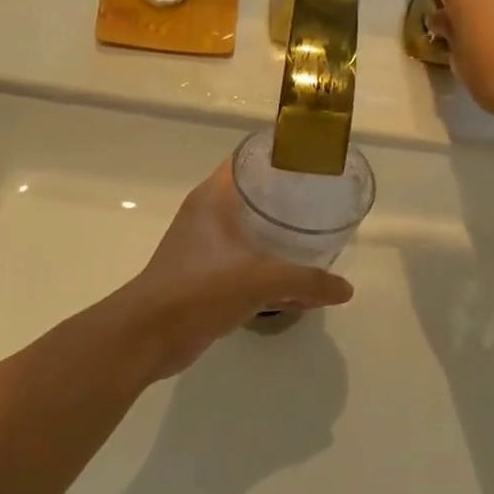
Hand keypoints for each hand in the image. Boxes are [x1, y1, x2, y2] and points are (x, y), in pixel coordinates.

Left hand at [118, 161, 352, 381]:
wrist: (147, 335)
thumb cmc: (199, 288)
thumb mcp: (260, 279)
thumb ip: (307, 281)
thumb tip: (346, 289)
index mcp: (214, 198)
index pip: (250, 161)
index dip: (282, 157)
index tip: (316, 163)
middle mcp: (209, 217)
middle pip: (256, 196)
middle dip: (290, 201)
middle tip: (327, 202)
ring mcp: (207, 248)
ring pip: (254, 234)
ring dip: (283, 240)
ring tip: (321, 241)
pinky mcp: (208, 278)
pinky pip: (249, 266)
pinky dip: (273, 273)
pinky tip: (301, 287)